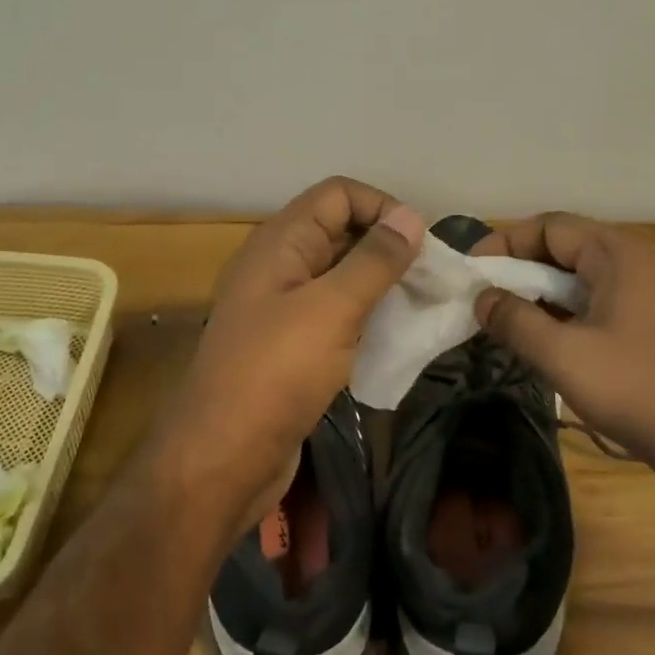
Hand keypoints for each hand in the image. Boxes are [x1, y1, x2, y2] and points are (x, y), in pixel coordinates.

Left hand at [156, 178, 424, 534]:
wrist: (222, 459)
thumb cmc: (275, 374)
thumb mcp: (331, 309)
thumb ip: (373, 261)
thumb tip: (410, 216)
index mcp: (279, 243)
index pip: (337, 195)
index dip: (381, 207)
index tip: (422, 244)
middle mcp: (278, 267)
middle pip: (340, 232)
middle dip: (388, 246)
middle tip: (433, 278)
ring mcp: (282, 309)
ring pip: (341, 277)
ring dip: (382, 285)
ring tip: (422, 306)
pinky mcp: (290, 347)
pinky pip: (335, 315)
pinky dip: (366, 317)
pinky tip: (395, 337)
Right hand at [472, 214, 654, 513]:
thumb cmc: (639, 390)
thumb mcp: (564, 356)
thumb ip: (515, 322)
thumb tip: (482, 299)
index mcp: (619, 256)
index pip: (550, 227)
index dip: (505, 242)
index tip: (472, 271)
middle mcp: (640, 266)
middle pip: (568, 250)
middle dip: (522, 270)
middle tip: (486, 299)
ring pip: (586, 283)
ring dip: (545, 297)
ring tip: (510, 323)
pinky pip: (604, 308)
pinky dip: (570, 317)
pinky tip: (551, 346)